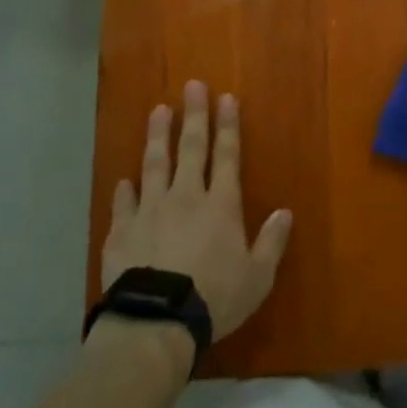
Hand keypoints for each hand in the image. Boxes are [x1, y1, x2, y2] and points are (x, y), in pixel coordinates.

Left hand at [102, 82, 292, 341]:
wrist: (156, 322)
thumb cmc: (214, 298)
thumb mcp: (257, 276)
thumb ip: (271, 242)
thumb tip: (284, 213)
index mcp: (220, 205)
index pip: (227, 156)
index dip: (227, 126)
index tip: (225, 98)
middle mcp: (186, 197)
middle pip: (191, 148)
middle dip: (194, 115)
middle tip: (192, 86)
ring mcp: (150, 211)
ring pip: (155, 164)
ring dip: (158, 136)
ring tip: (158, 111)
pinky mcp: (121, 231)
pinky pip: (123, 203)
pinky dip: (125, 189)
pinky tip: (124, 179)